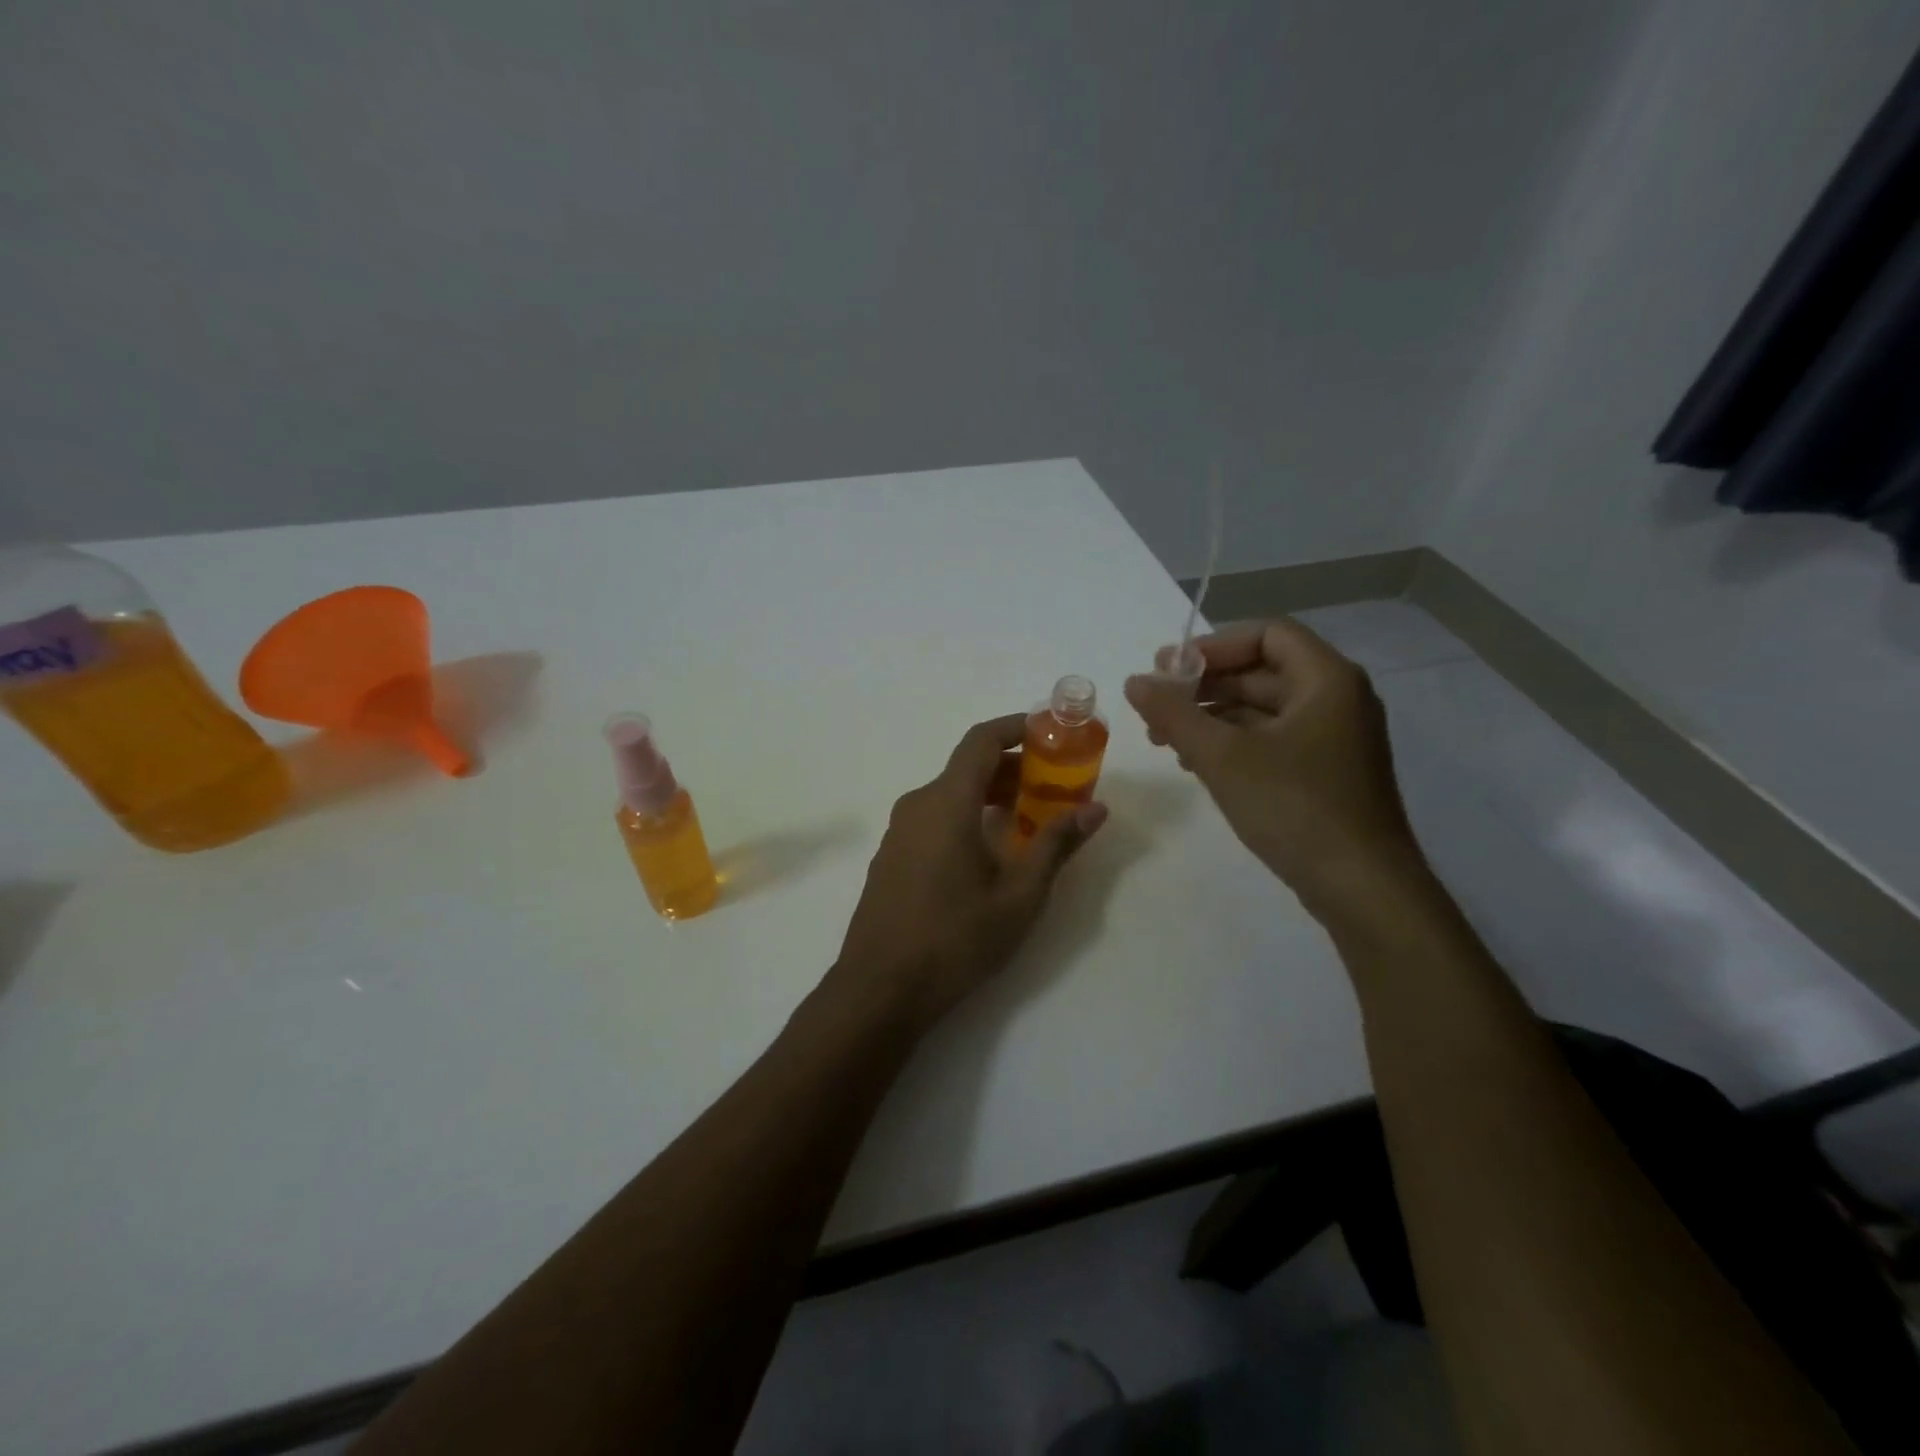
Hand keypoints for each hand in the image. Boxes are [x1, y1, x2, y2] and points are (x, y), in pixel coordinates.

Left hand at [832, 715, 1107, 1021]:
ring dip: (991, 794)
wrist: (879, 989)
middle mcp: (917, 804)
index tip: (1052, 733)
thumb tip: (1095, 809)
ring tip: (1030, 819)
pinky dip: (967, 816)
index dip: (1017, 727)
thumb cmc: (955, 939)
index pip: (982, 740)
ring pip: (951, 794)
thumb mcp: (1019, 895)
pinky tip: (989, 852)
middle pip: (968, 766)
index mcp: (947, 802)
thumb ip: (1055, 844)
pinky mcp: (892, 856)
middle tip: (1054, 785)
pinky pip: (934, 818)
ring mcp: (899, 831)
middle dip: (1013, 767)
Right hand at [1125, 620, 1421, 921]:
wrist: (1361, 887)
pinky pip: (1273, 739)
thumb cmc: (1294, 807)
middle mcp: (1337, 699)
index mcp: (1326, 679)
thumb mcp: (1222, 756)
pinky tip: (1197, 764)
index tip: (1169, 671)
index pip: (1267, 634)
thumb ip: (1174, 713)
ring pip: (1263, 708)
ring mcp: (1334, 738)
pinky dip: (1233, 743)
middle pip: (1262, 670)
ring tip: (1166, 740)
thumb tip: (1135, 681)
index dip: (1213, 646)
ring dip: (1212, 716)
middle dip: (1205, 686)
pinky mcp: (1326, 772)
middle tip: (1156, 707)